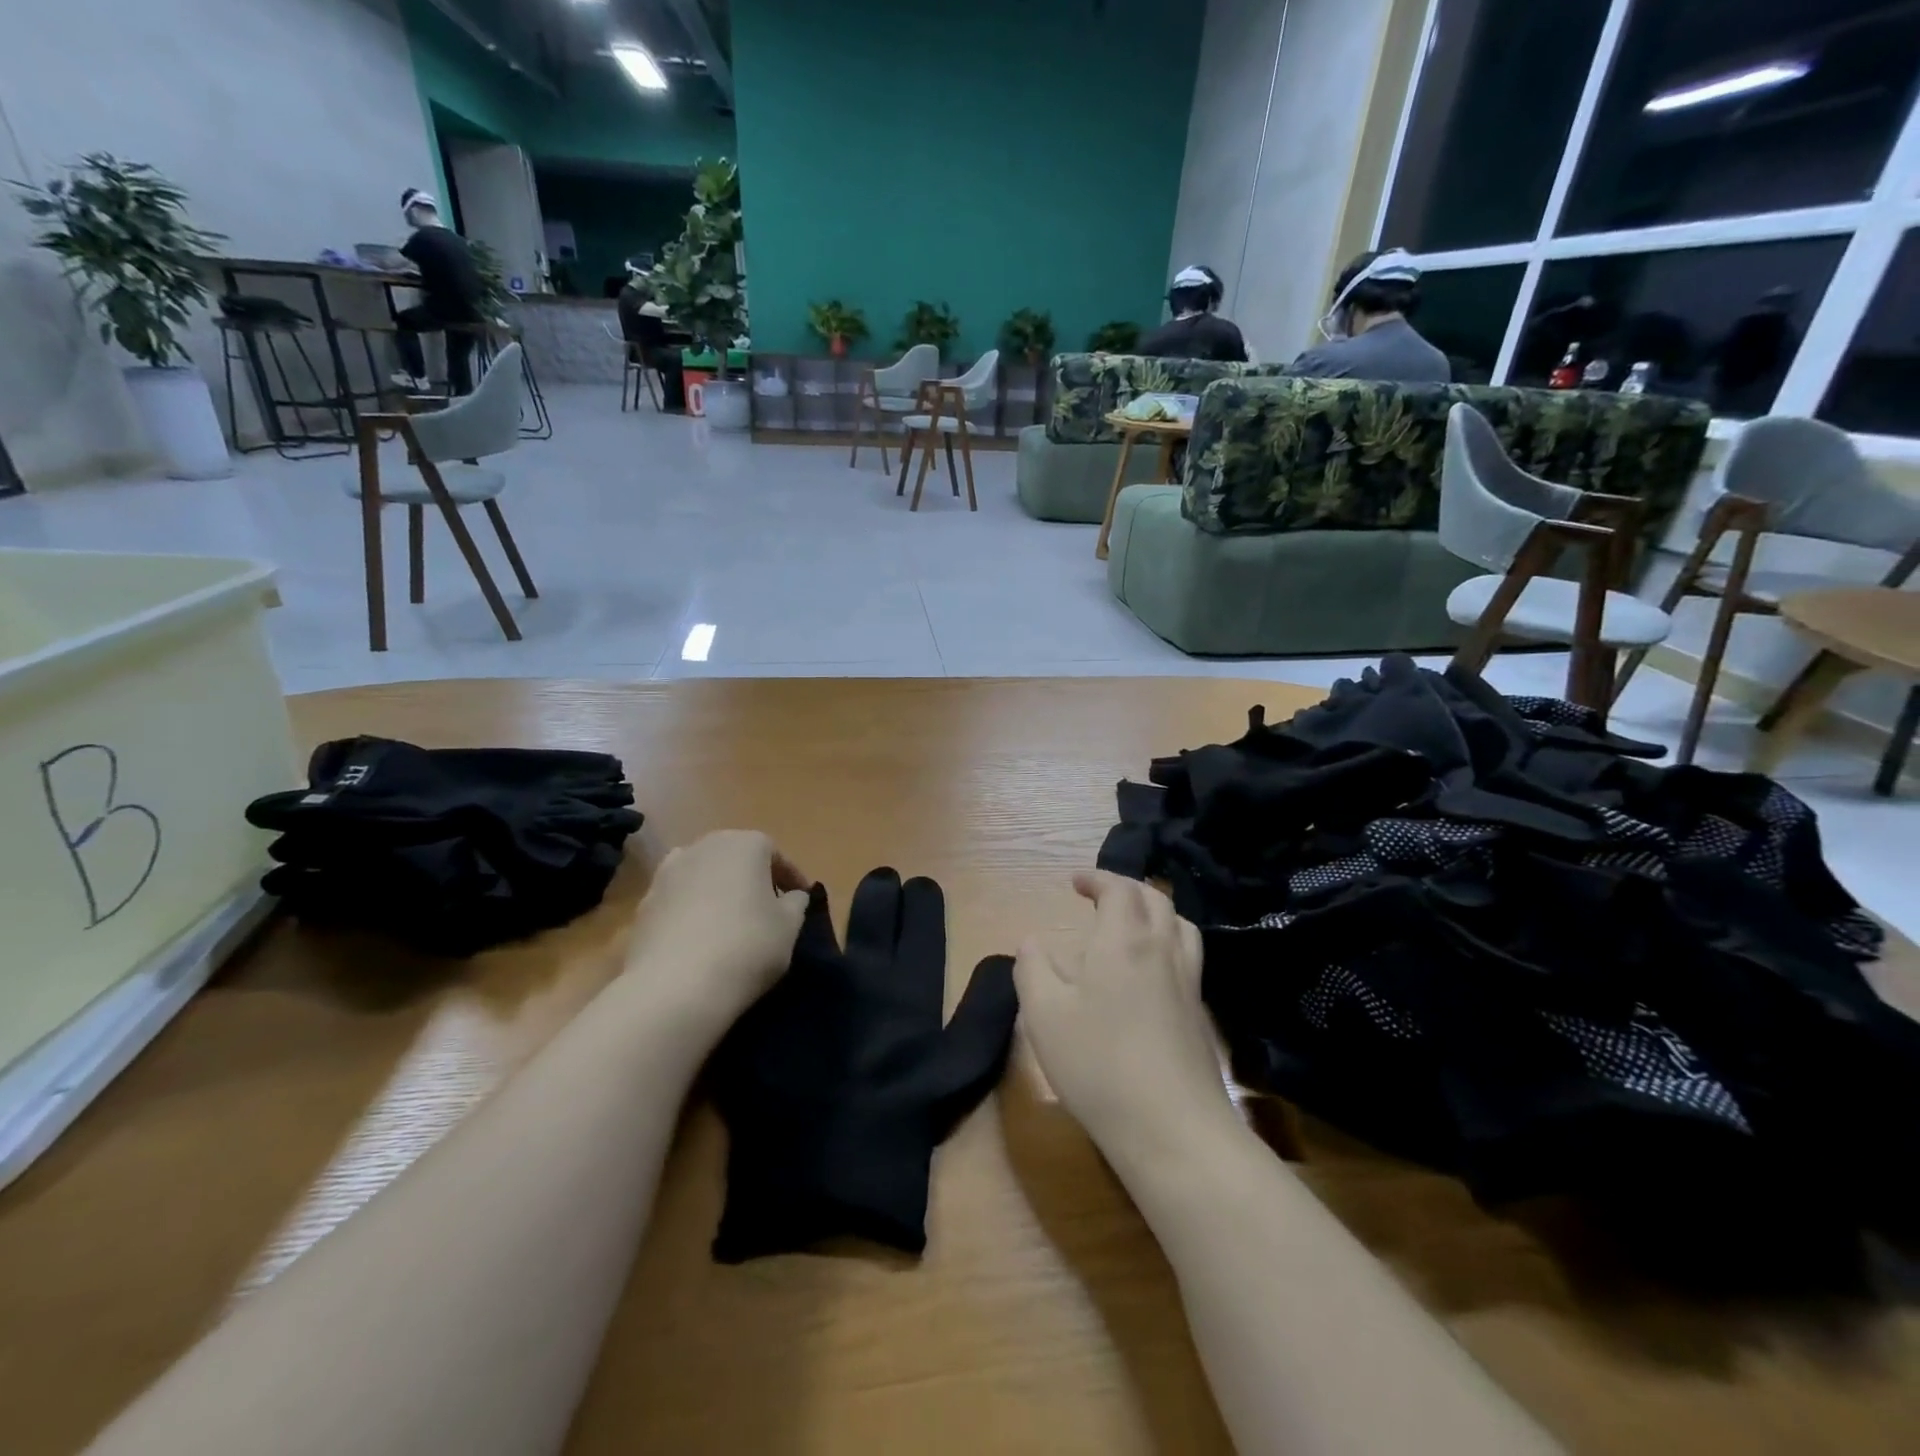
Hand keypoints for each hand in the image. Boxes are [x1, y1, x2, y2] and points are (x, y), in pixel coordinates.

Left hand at [624, 831, 811, 1036]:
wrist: (675, 987)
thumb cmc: (747, 946)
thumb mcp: (789, 926)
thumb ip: (796, 903)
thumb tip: (791, 896)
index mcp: (745, 844)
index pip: (775, 854)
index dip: (791, 878)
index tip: (801, 900)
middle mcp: (704, 846)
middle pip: (735, 858)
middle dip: (752, 879)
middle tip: (767, 908)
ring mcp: (667, 873)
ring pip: (703, 876)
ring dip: (718, 892)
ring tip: (730, 923)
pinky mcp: (644, 904)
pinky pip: (678, 900)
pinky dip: (691, 912)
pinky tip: (699, 941)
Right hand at [1015, 872, 1233, 1160]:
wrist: (1173, 1129)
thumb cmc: (1099, 1063)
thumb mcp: (1044, 1014)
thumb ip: (1032, 968)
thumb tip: (1032, 941)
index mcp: (1124, 940)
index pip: (1119, 888)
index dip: (1097, 878)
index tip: (1075, 882)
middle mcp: (1163, 949)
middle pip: (1154, 898)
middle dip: (1125, 888)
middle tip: (1100, 896)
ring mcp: (1188, 982)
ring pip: (1179, 923)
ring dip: (1153, 910)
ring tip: (1130, 923)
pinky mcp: (1200, 1013)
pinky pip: (1187, 954)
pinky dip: (1167, 940)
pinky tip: (1151, 970)